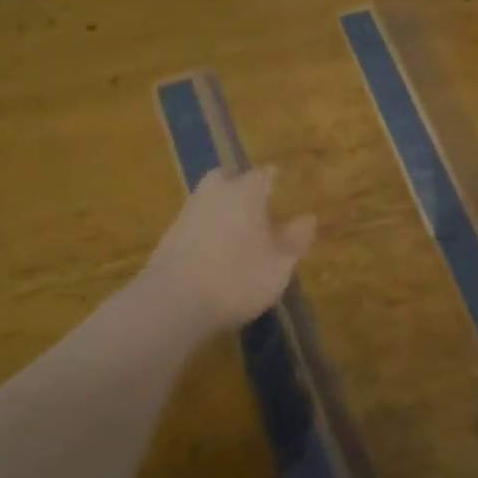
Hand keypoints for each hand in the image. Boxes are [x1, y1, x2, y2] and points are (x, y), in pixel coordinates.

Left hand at [143, 168, 316, 334]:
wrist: (173, 303)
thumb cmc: (237, 278)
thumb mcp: (280, 265)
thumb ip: (296, 240)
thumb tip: (309, 219)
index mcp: (246, 192)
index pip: (263, 175)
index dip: (274, 180)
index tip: (281, 186)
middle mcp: (215, 193)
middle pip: (227, 179)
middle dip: (240, 187)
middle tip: (255, 206)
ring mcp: (187, 213)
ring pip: (208, 200)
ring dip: (221, 210)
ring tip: (237, 234)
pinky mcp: (168, 237)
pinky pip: (194, 224)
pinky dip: (205, 231)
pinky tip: (214, 253)